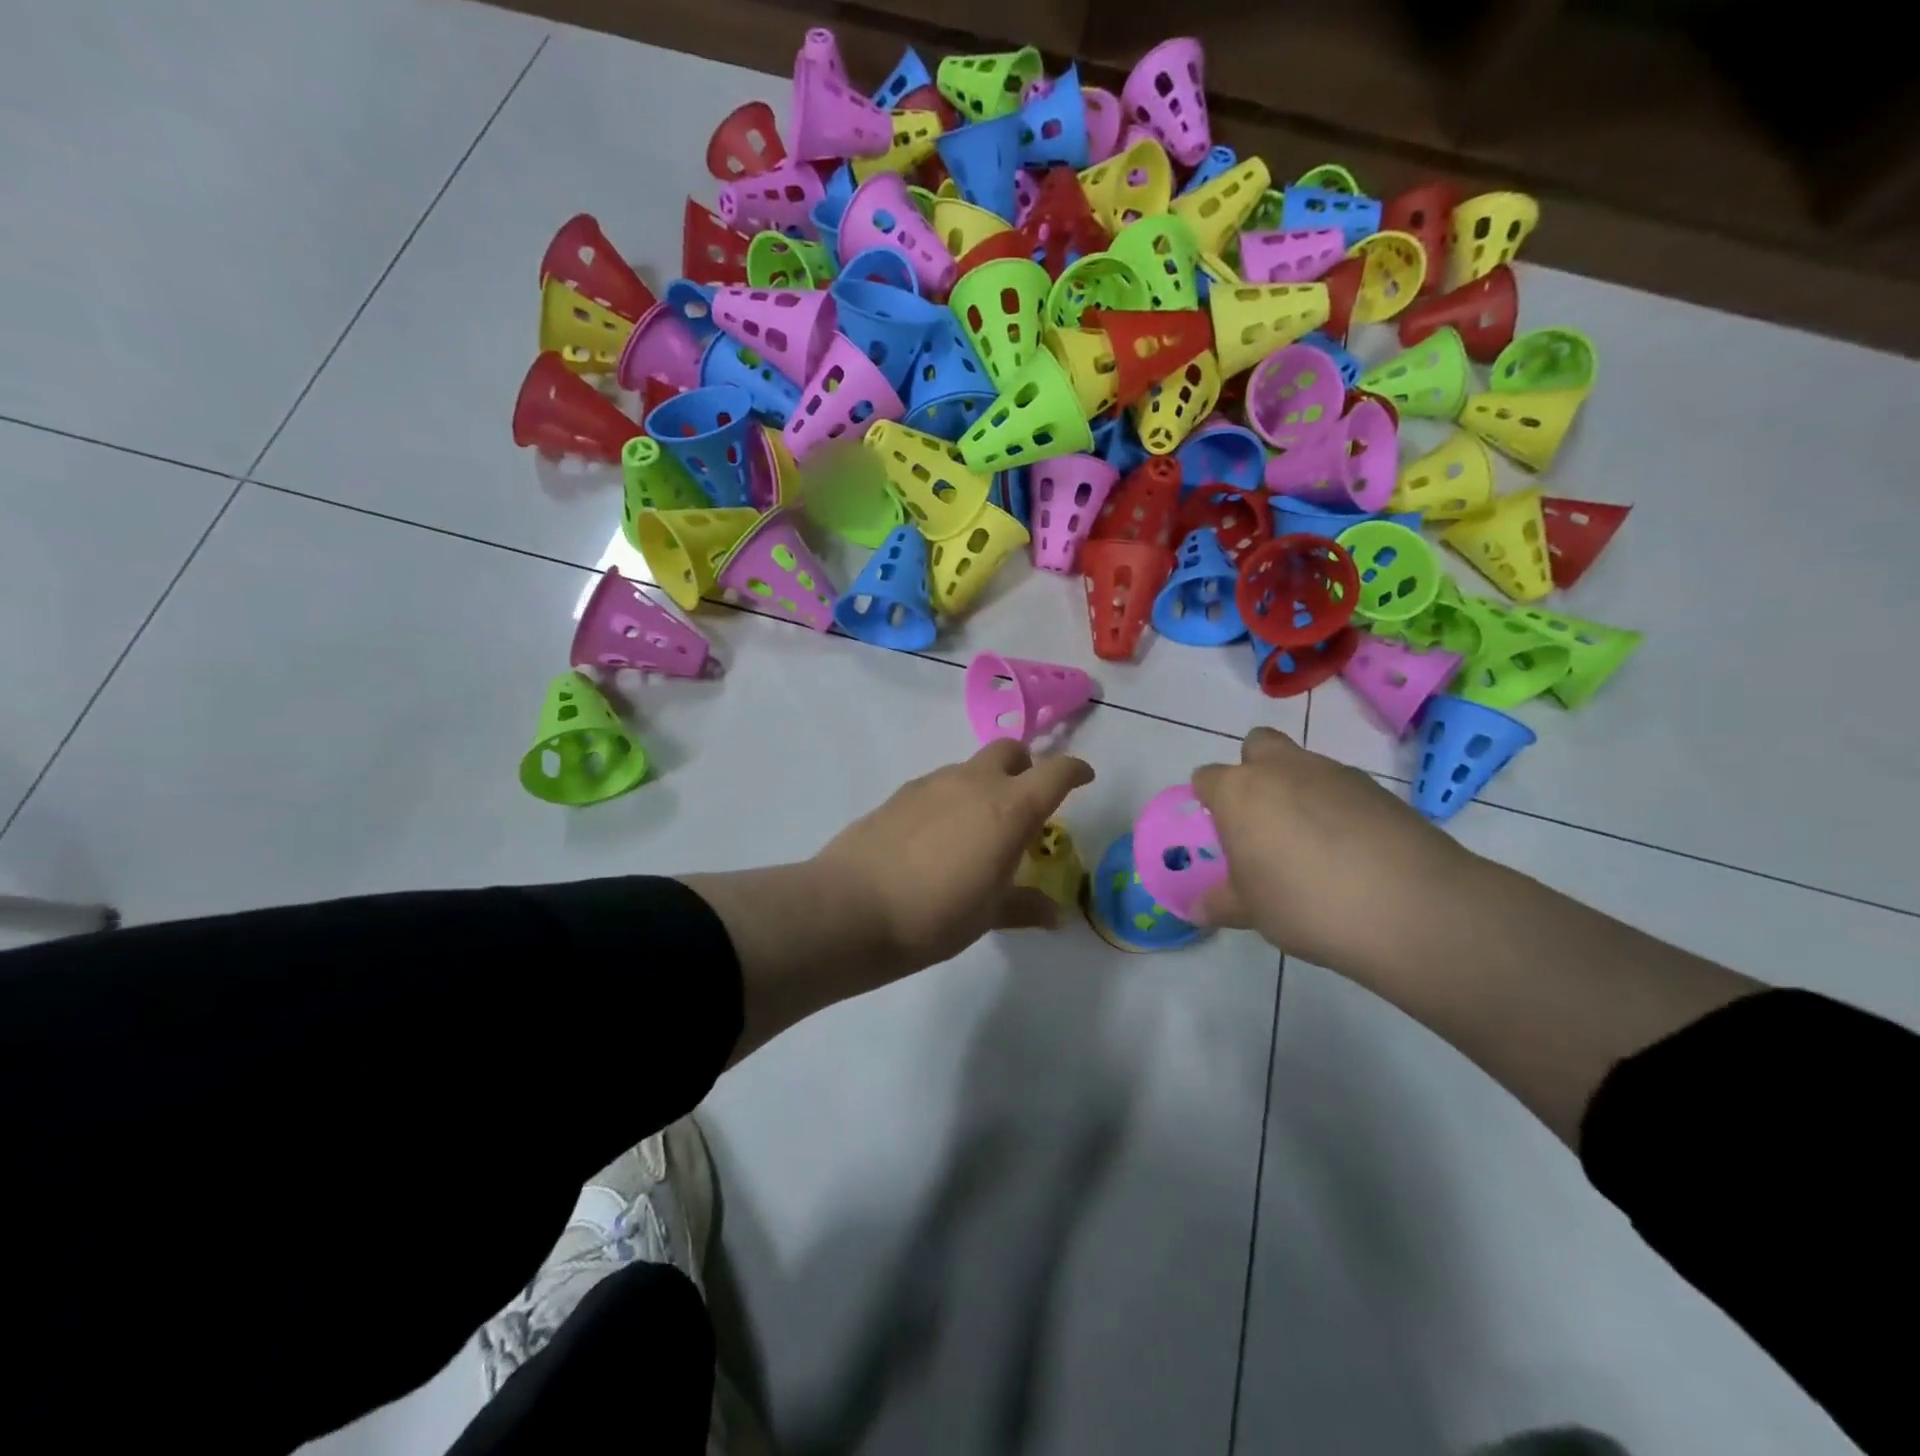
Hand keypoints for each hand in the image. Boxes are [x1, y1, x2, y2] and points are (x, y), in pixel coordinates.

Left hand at [813, 739, 1095, 973]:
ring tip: (977, 828)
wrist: (851, 908)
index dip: (1075, 771)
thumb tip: (1054, 914)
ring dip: (984, 784)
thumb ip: (1024, 906)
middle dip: (1025, 767)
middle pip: (1009, 751)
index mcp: (1010, 808)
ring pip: (970, 767)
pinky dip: (951, 798)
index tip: (1083, 778)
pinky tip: (937, 836)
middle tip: (1025, 802)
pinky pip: (938, 784)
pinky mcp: (899, 793)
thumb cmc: (935, 915)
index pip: (1056, 771)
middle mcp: (974, 782)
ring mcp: (932, 783)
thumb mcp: (988, 915)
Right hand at [1190, 727, 1471, 972]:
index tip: (1221, 831)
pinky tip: (1351, 850)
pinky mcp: (1378, 789)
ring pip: (1303, 764)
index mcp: (1239, 792)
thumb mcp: (1251, 912)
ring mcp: (1333, 773)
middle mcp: (1281, 769)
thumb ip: (1221, 903)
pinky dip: (1339, 808)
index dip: (1210, 800)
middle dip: (1255, 770)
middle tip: (1263, 818)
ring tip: (1312, 843)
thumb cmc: (1305, 904)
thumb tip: (1199, 910)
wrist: (1412, 908)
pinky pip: (1343, 788)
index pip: (1207, 777)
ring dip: (1299, 789)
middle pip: (1257, 745)